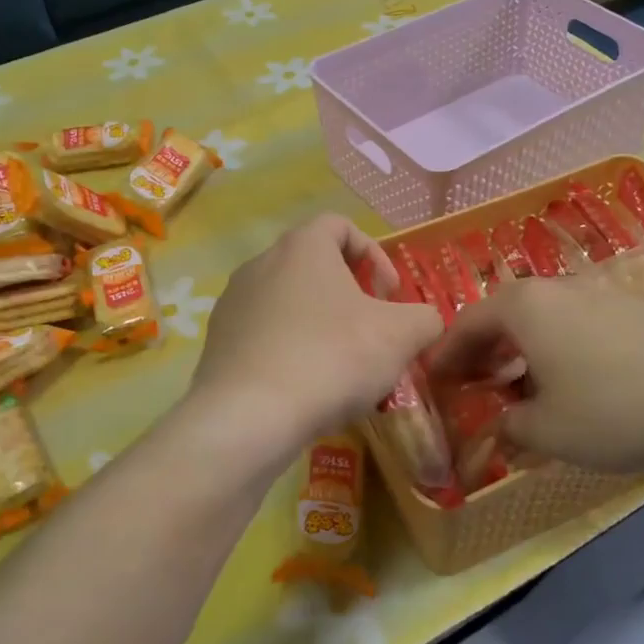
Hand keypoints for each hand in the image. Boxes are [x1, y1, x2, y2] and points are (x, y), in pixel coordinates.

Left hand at [190, 215, 443, 455]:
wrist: (249, 417)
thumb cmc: (332, 358)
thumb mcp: (400, 336)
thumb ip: (425, 319)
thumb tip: (425, 322)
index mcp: (302, 247)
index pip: (340, 226)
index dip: (374, 255)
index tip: (389, 295)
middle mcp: (261, 263)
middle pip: (313, 265)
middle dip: (349, 294)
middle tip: (370, 331)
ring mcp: (233, 303)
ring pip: (288, 302)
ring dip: (319, 323)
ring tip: (340, 365)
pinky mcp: (218, 342)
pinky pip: (264, 334)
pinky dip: (289, 349)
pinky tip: (305, 386)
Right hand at [433, 279, 643, 474]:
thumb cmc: (610, 411)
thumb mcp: (545, 430)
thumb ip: (509, 425)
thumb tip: (503, 422)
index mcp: (525, 306)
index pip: (468, 323)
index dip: (447, 352)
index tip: (433, 376)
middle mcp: (559, 288)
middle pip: (505, 313)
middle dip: (484, 347)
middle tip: (473, 379)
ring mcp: (601, 294)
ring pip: (544, 317)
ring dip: (522, 347)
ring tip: (520, 383)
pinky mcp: (636, 310)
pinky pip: (578, 323)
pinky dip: (559, 346)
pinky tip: (572, 380)